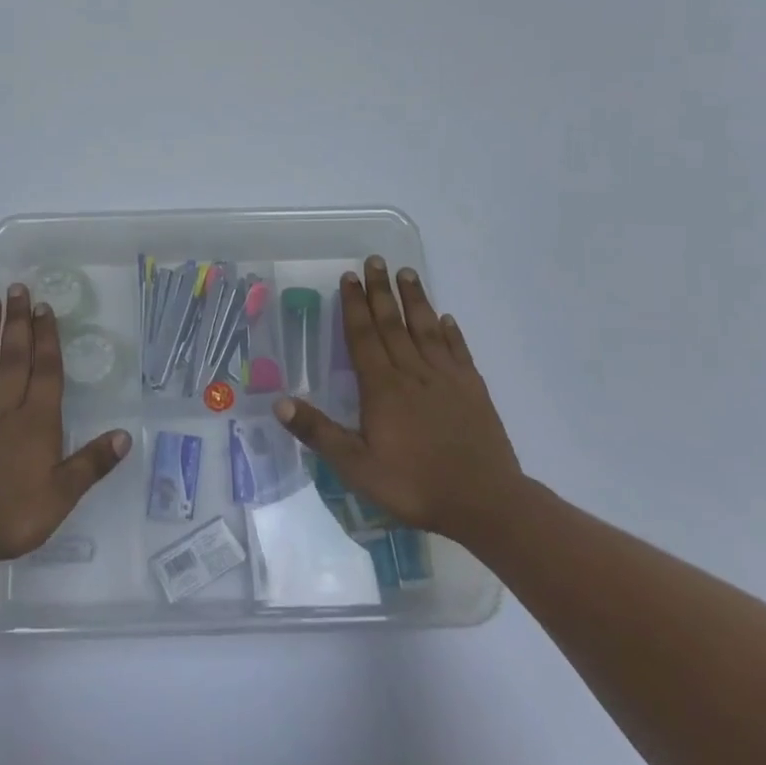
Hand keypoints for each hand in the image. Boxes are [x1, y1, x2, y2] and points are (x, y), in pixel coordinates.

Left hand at [0, 284, 131, 566]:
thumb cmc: (9, 513)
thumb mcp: (60, 496)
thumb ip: (91, 464)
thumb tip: (124, 435)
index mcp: (36, 421)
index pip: (45, 370)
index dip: (46, 337)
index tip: (44, 306)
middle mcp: (5, 409)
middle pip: (13, 357)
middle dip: (17, 321)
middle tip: (17, 288)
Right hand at [273, 257, 525, 545]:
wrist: (486, 504)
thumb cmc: (415, 486)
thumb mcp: (357, 467)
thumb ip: (319, 432)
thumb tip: (279, 402)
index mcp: (383, 387)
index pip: (363, 336)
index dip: (354, 305)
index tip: (349, 276)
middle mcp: (413, 373)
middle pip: (393, 323)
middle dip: (381, 291)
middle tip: (376, 259)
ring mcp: (447, 379)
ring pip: (426, 329)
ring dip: (415, 300)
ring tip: (407, 272)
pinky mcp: (473, 390)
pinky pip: (458, 352)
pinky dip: (451, 332)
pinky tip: (446, 318)